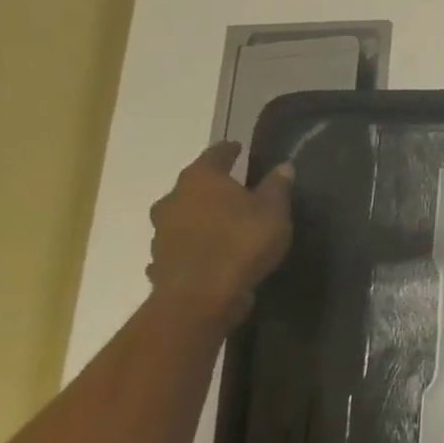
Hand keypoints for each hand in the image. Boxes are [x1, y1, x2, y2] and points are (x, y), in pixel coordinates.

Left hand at [145, 142, 293, 326]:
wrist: (202, 294)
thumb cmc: (242, 241)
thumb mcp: (274, 211)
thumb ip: (277, 187)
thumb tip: (282, 166)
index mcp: (202, 180)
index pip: (215, 155)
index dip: (229, 150)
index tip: (238, 148)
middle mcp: (174, 199)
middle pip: (194, 185)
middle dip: (213, 186)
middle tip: (233, 189)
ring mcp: (161, 231)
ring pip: (183, 215)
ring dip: (199, 216)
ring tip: (221, 223)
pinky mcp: (160, 259)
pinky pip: (179, 244)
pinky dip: (192, 243)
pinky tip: (204, 252)